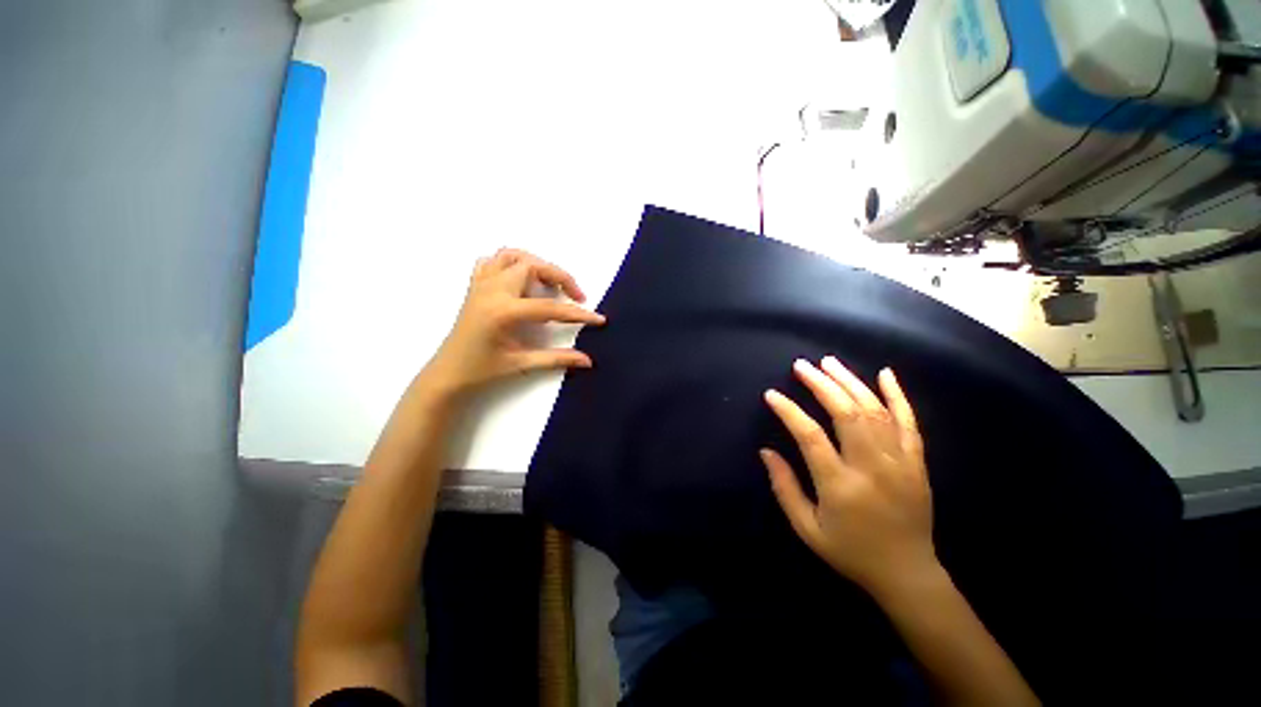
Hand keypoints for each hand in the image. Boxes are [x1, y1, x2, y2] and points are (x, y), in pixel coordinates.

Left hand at [422, 249, 604, 395]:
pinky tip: (522, 280)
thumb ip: (557, 359)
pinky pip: (492, 261)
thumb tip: (587, 361)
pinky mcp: (475, 286)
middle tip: (575, 297)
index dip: (578, 314)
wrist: (447, 374)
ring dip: (536, 264)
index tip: (598, 319)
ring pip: (512, 256)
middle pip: (532, 265)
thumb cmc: (482, 371)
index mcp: (503, 312)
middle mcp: (492, 291)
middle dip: (560, 277)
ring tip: (551, 284)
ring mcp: (481, 285)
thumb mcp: (521, 365)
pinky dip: (511, 263)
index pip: (550, 307)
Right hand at [761, 357, 936, 597]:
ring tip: (829, 362)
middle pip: (846, 413)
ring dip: (850, 382)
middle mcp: (872, 467)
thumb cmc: (850, 551)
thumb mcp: (807, 528)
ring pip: (875, 411)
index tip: (772, 395)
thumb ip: (784, 488)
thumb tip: (765, 452)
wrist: (908, 573)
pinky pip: (909, 422)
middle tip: (801, 366)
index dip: (789, 411)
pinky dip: (897, 395)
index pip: (810, 436)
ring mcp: (900, 462)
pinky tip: (884, 374)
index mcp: (840, 485)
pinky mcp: (917, 462)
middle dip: (821, 384)